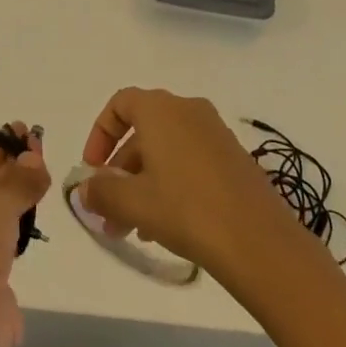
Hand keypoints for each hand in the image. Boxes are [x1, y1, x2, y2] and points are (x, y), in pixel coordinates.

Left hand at [0, 122, 49, 342]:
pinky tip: (35, 216)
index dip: (1, 145)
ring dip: (17, 193)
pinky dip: (18, 223)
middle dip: (12, 166)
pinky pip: (3, 238)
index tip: (27, 132)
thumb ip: (18, 179)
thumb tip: (34, 158)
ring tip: (43, 176)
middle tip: (40, 147)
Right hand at [78, 88, 302, 275]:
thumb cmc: (187, 210)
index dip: (100, 134)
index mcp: (160, 108)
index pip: (120, 104)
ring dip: (144, 184)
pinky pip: (191, 162)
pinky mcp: (235, 160)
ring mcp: (215, 134)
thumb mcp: (133, 202)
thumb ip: (101, 192)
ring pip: (166, 151)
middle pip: (143, 132)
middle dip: (121, 171)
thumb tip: (85, 190)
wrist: (260, 243)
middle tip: (110, 212)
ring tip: (136, 229)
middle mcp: (187, 110)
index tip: (92, 170)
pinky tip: (168, 227)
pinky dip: (172, 185)